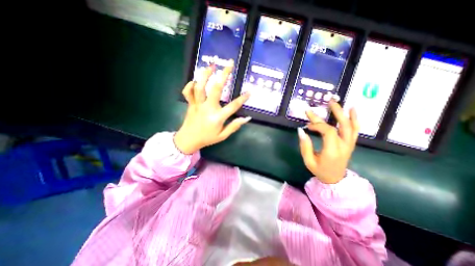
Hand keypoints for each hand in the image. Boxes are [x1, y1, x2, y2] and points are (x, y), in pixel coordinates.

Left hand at [174, 61, 251, 152]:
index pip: (233, 106)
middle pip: (216, 88)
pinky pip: (188, 92)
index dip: (242, 99)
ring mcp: (197, 105)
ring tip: (212, 65)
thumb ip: (234, 126)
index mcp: (217, 117)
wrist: (188, 140)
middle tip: (229, 64)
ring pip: (200, 86)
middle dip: (224, 75)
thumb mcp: (223, 136)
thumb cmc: (207, 138)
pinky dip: (190, 84)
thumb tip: (246, 118)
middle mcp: (208, 108)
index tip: (250, 92)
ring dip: (206, 74)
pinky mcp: (190, 104)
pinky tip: (195, 80)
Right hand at [296, 100, 360, 183]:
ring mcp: (349, 144)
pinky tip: (352, 109)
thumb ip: (304, 145)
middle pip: (341, 125)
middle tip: (327, 101)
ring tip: (337, 102)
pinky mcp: (351, 143)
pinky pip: (356, 129)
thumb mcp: (308, 160)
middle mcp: (344, 146)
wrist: (335, 179)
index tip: (308, 125)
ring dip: (343, 112)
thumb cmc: (319, 170)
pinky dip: (355, 119)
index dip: (317, 125)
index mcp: (332, 151)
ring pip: (350, 125)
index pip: (328, 131)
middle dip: (333, 112)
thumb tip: (301, 130)